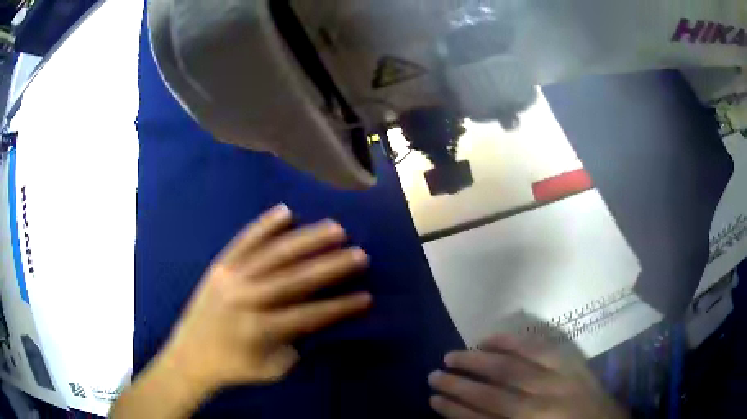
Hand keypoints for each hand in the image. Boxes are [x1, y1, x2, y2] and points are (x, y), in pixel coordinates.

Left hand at [159, 204, 371, 391]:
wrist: (190, 356)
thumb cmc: (233, 368)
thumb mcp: (272, 369)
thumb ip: (296, 344)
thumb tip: (315, 317)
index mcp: (260, 330)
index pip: (310, 315)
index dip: (341, 307)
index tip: (367, 297)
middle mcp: (247, 299)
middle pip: (296, 278)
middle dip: (332, 265)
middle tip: (360, 253)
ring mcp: (231, 277)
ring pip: (274, 253)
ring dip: (307, 239)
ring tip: (335, 228)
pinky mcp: (219, 266)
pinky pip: (244, 241)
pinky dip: (265, 225)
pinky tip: (286, 211)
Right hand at [428, 334, 628, 418]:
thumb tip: (468, 417)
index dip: (453, 411)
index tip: (432, 401)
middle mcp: (542, 405)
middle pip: (493, 393)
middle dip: (459, 384)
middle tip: (433, 375)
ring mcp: (559, 380)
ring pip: (512, 367)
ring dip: (479, 360)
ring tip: (453, 354)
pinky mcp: (572, 363)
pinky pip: (541, 346)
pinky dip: (514, 340)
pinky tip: (494, 337)